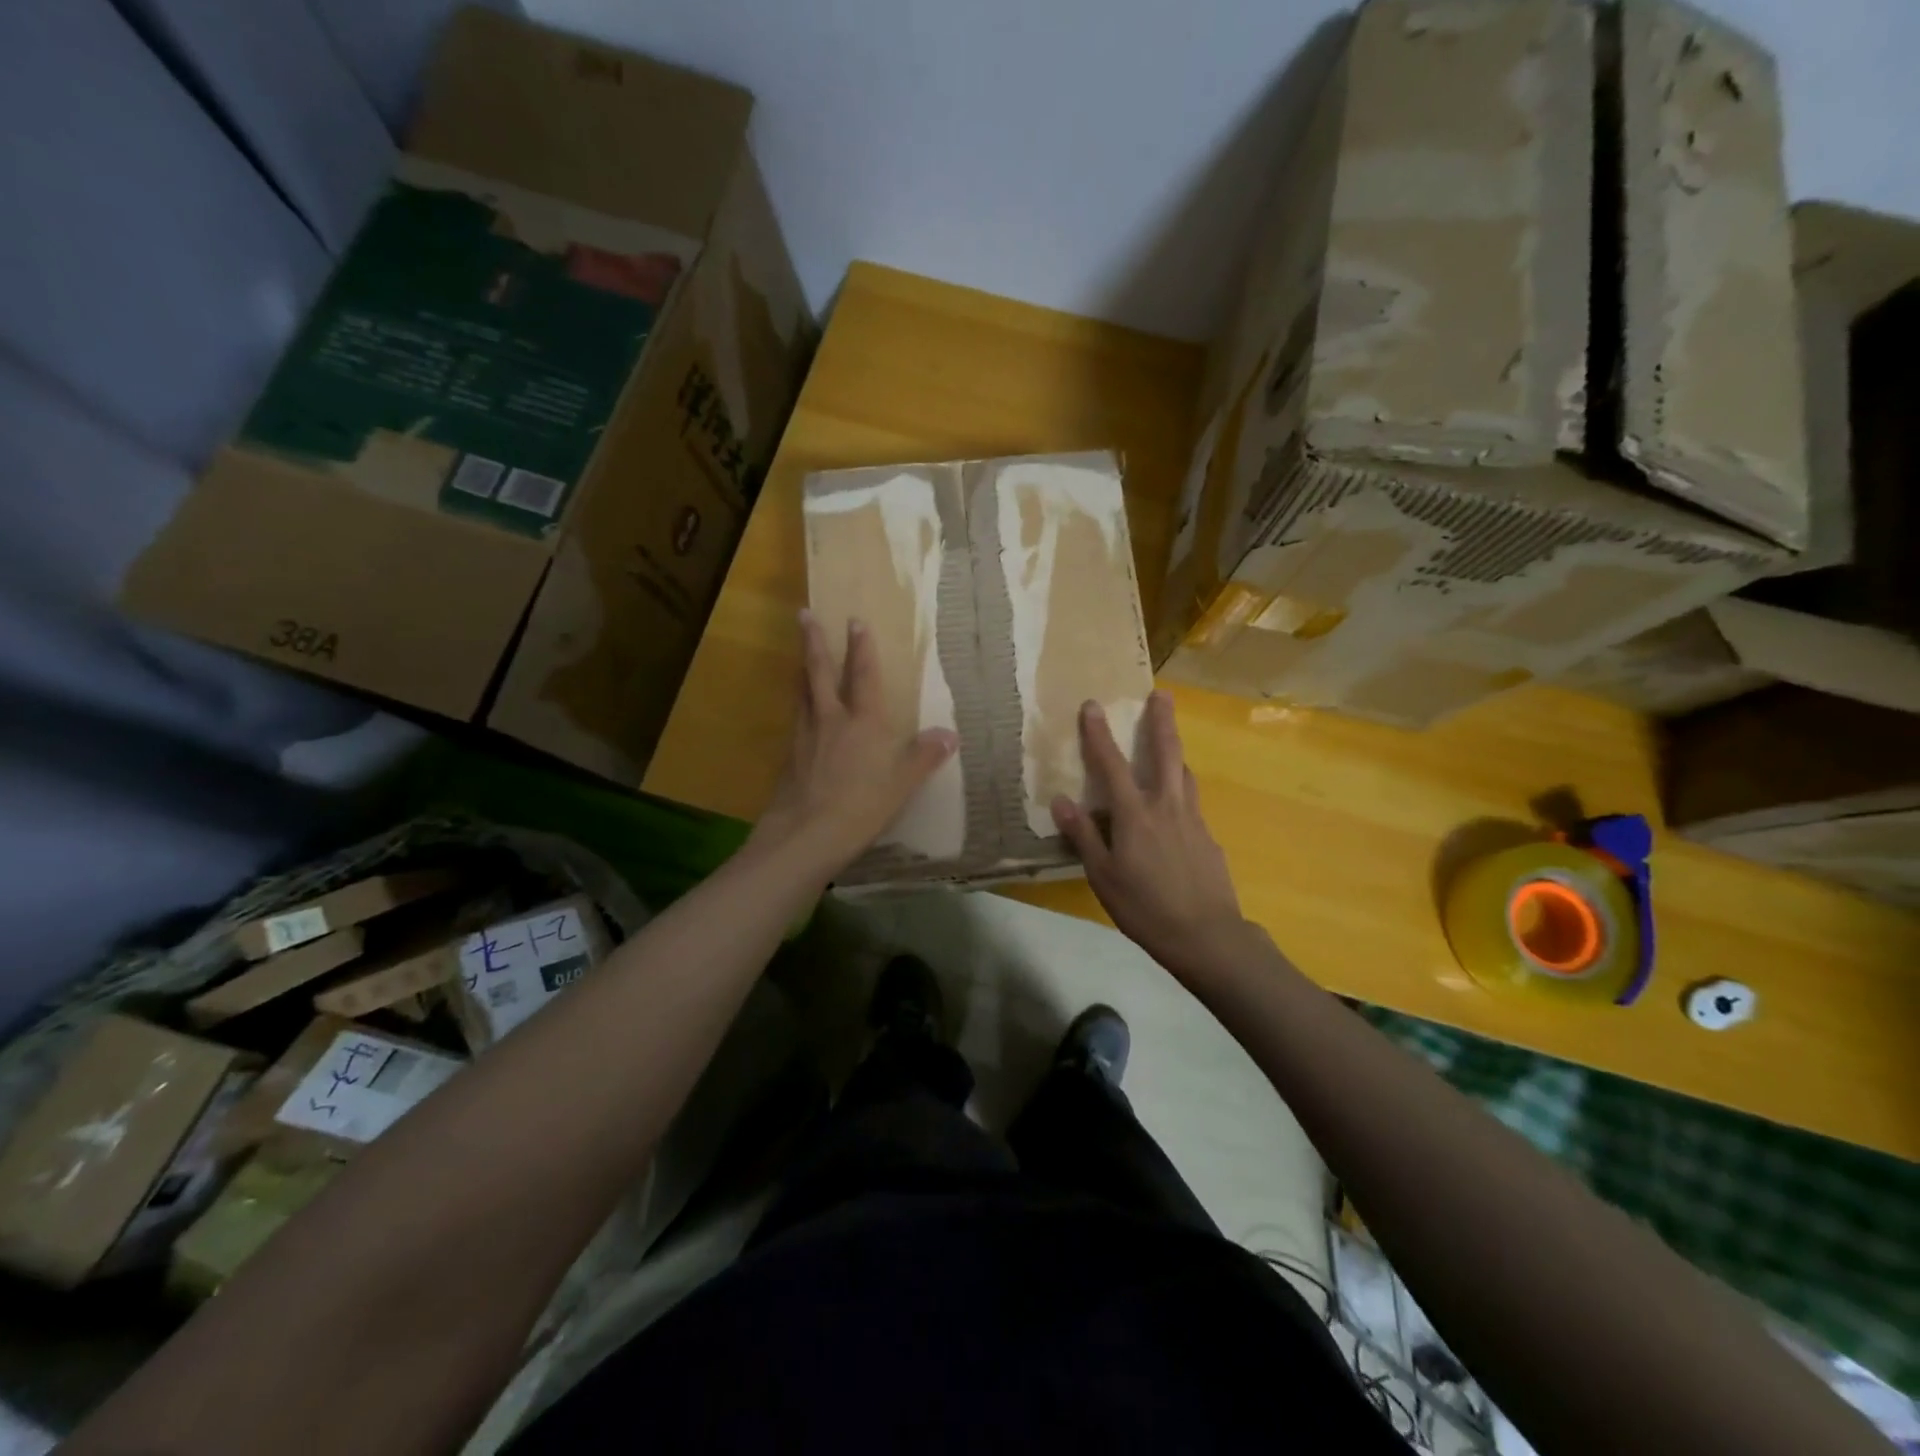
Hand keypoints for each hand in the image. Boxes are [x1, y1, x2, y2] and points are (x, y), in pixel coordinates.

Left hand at [751, 611, 957, 877]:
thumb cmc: (861, 806)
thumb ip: (924, 757)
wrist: (806, 834)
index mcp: (863, 722)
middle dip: (814, 642)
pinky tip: (799, 713)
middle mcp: (831, 719)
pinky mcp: (789, 756)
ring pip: (802, 692)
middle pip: (819, 672)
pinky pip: (795, 720)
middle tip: (805, 615)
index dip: (861, 648)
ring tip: (800, 656)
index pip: (863, 676)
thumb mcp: (902, 784)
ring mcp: (805, 736)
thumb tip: (950, 734)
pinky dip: (798, 706)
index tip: (855, 621)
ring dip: (802, 669)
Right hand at [1051, 691, 1253, 980]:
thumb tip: (1061, 800)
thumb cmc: (1145, 907)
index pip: (1112, 765)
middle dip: (1162, 721)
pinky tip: (1175, 808)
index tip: (1092, 705)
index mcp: (1136, 814)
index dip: (1099, 734)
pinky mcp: (1209, 838)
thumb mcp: (1103, 876)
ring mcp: (1193, 820)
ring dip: (1176, 753)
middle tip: (1162, 694)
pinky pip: (1192, 803)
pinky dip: (1181, 791)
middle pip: (1167, 753)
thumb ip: (1083, 836)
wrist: (1207, 936)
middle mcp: (1167, 806)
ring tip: (1170, 743)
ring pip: (1185, 775)